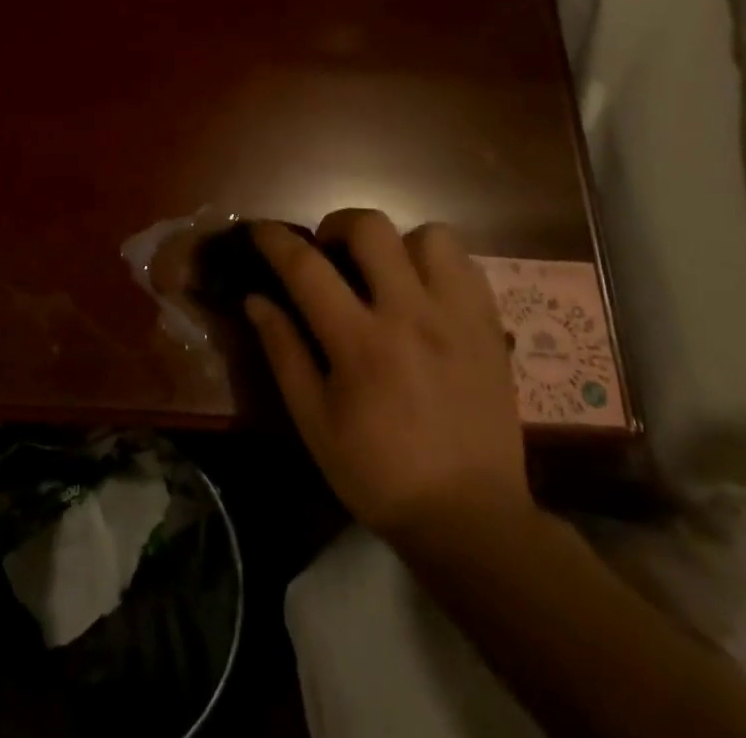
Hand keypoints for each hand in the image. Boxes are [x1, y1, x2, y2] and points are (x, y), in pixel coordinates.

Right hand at [247, 212, 532, 560]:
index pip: (307, 267)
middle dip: (337, 226)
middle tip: (329, 253)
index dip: (275, 240)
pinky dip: (437, 264)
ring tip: (385, 272)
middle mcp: (411, 315)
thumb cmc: (379, 474)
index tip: (259, 230)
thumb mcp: (314, 422)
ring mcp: (457, 317)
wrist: (471, 519)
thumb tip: (255, 299)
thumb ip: (283, 352)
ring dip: (396, 243)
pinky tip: (424, 292)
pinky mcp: (490, 328)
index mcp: (360, 343)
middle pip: (370, 228)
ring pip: (428, 236)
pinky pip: (465, 265)